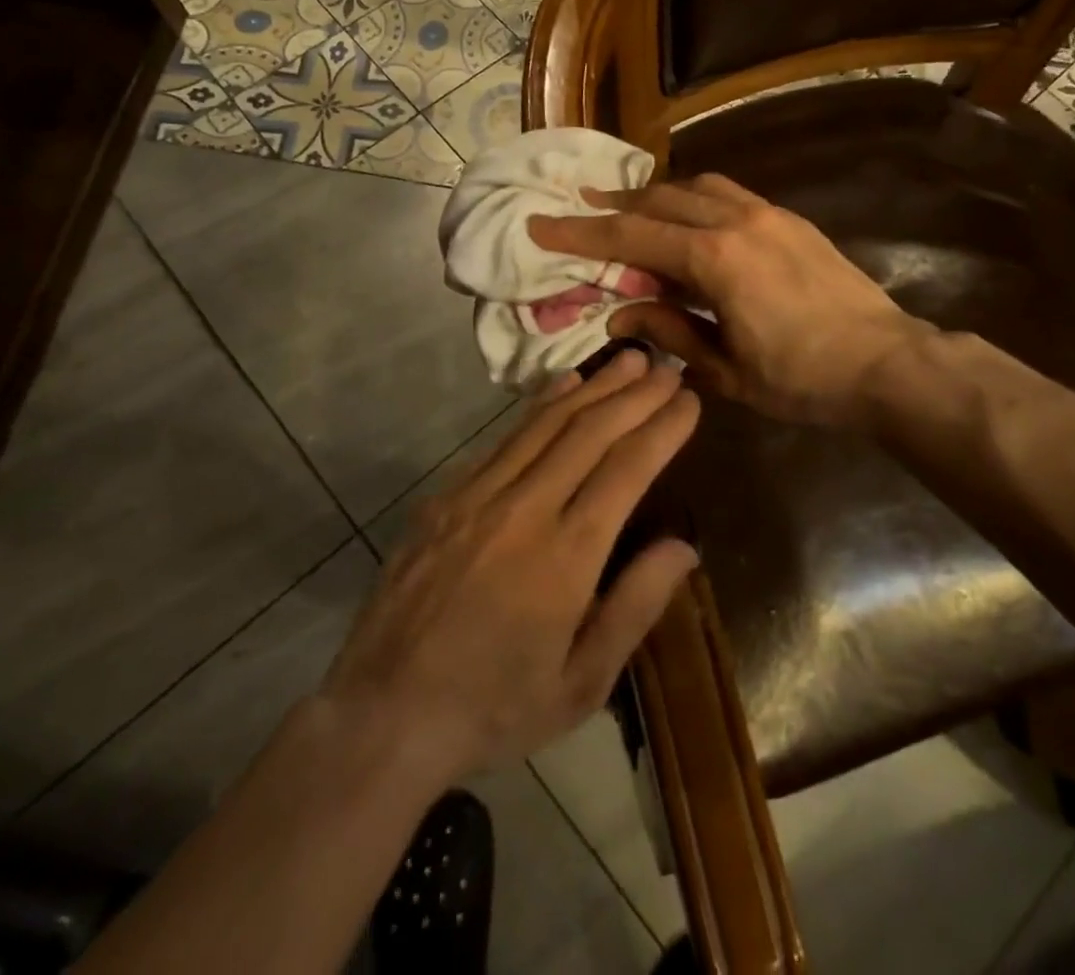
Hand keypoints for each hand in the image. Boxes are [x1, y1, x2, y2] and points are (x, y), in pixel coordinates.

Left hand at [317, 352, 699, 786]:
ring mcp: (478, 495)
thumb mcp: (581, 684)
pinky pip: (504, 439)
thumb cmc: (495, 708)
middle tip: (668, 368)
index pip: (627, 470)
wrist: (384, 714)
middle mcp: (524, 510)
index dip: (662, 429)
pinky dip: (540, 406)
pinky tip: (564, 387)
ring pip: (546, 424)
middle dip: (635, 395)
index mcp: (566, 557)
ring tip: (629, 361)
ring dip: (594, 388)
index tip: (690, 400)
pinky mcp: (446, 496)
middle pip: (590, 433)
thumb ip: (635, 607)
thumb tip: (684, 547)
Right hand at [529, 175, 922, 428]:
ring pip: (695, 186)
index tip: (540, 224)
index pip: (631, 236)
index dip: (580, 231)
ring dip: (655, 196)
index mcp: (715, 259)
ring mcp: (768, 214)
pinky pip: (727, 193)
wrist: (887, 363)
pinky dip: (693, 199)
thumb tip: (620, 314)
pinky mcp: (790, 219)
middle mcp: (737, 221)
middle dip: (614, 206)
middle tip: (579, 211)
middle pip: (659, 200)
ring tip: (628, 211)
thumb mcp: (725, 369)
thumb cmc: (803, 380)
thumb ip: (669, 331)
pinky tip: (686, 221)